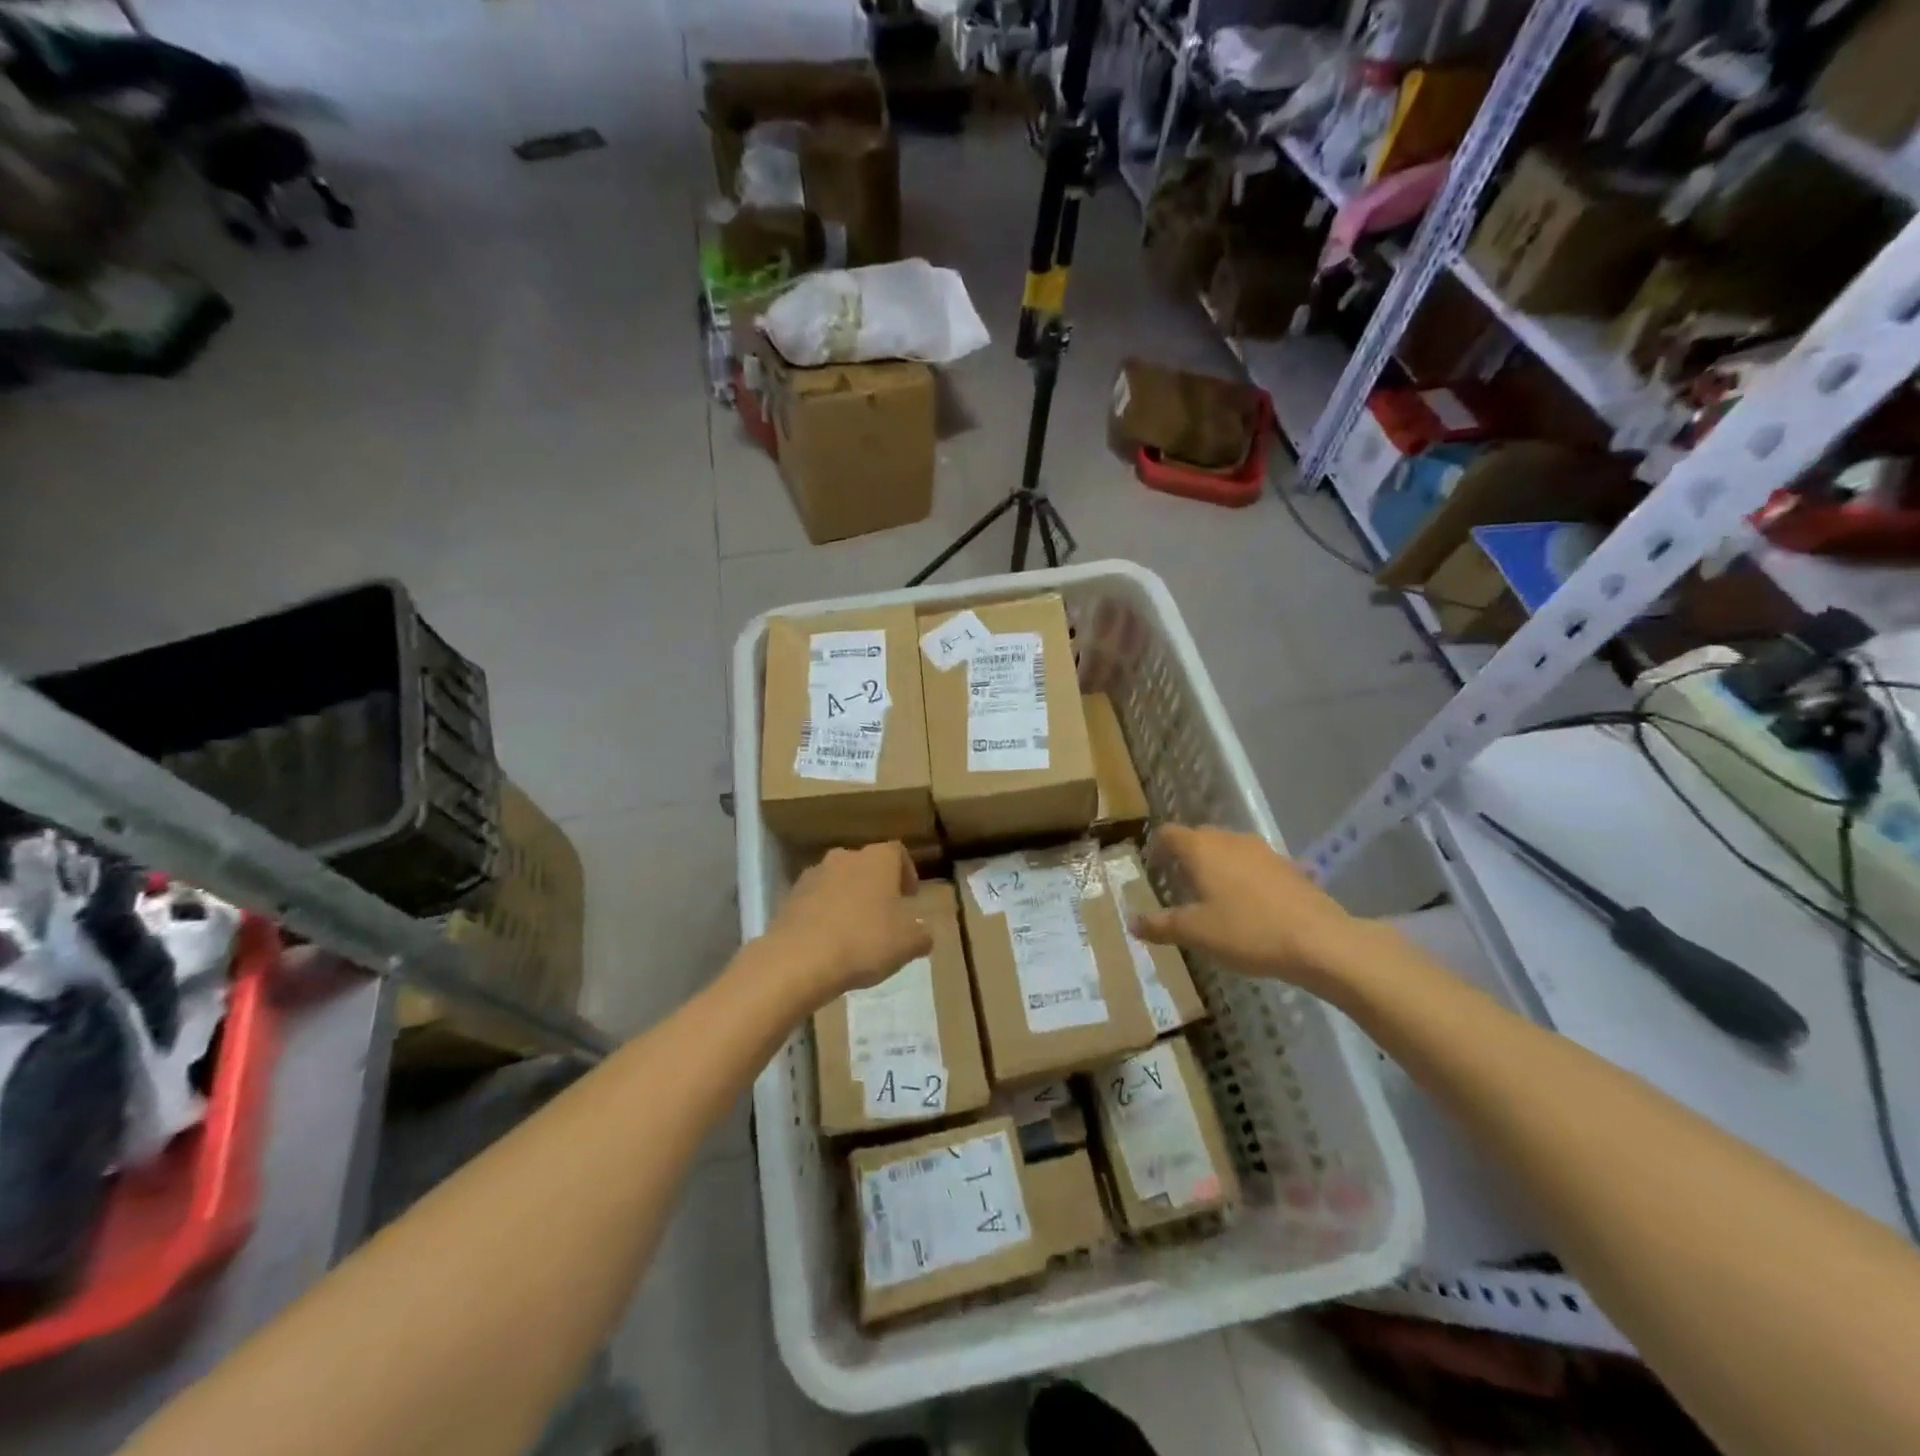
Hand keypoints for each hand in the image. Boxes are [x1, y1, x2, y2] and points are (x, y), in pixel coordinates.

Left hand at [765, 843, 932, 1002]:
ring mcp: (813, 875)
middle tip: (884, 915)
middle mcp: (844, 857)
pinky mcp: (789, 898)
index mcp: (877, 859)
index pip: (897, 852)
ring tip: (854, 932)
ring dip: (848, 899)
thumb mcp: (909, 944)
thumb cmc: (865, 941)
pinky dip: (824, 915)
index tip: (910, 898)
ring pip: (838, 882)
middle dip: (875, 887)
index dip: (907, 872)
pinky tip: (829, 942)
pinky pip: (815, 901)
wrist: (800, 959)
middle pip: (865, 865)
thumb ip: (921, 934)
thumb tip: (922, 933)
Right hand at [1130, 825, 1367, 991]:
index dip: (1156, 847)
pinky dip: (1247, 879)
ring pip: (1230, 850)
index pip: (1168, 833)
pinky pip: (1257, 866)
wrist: (1320, 942)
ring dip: (1218, 866)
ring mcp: (1264, 851)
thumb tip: (1132, 922)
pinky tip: (1253, 905)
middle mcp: (1230, 840)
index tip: (1152, 867)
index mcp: (1201, 849)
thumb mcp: (1195, 933)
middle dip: (1186, 857)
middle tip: (1179, 884)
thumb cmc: (1247, 932)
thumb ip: (1160, 925)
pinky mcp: (1289, 867)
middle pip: (1199, 838)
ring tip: (1215, 895)